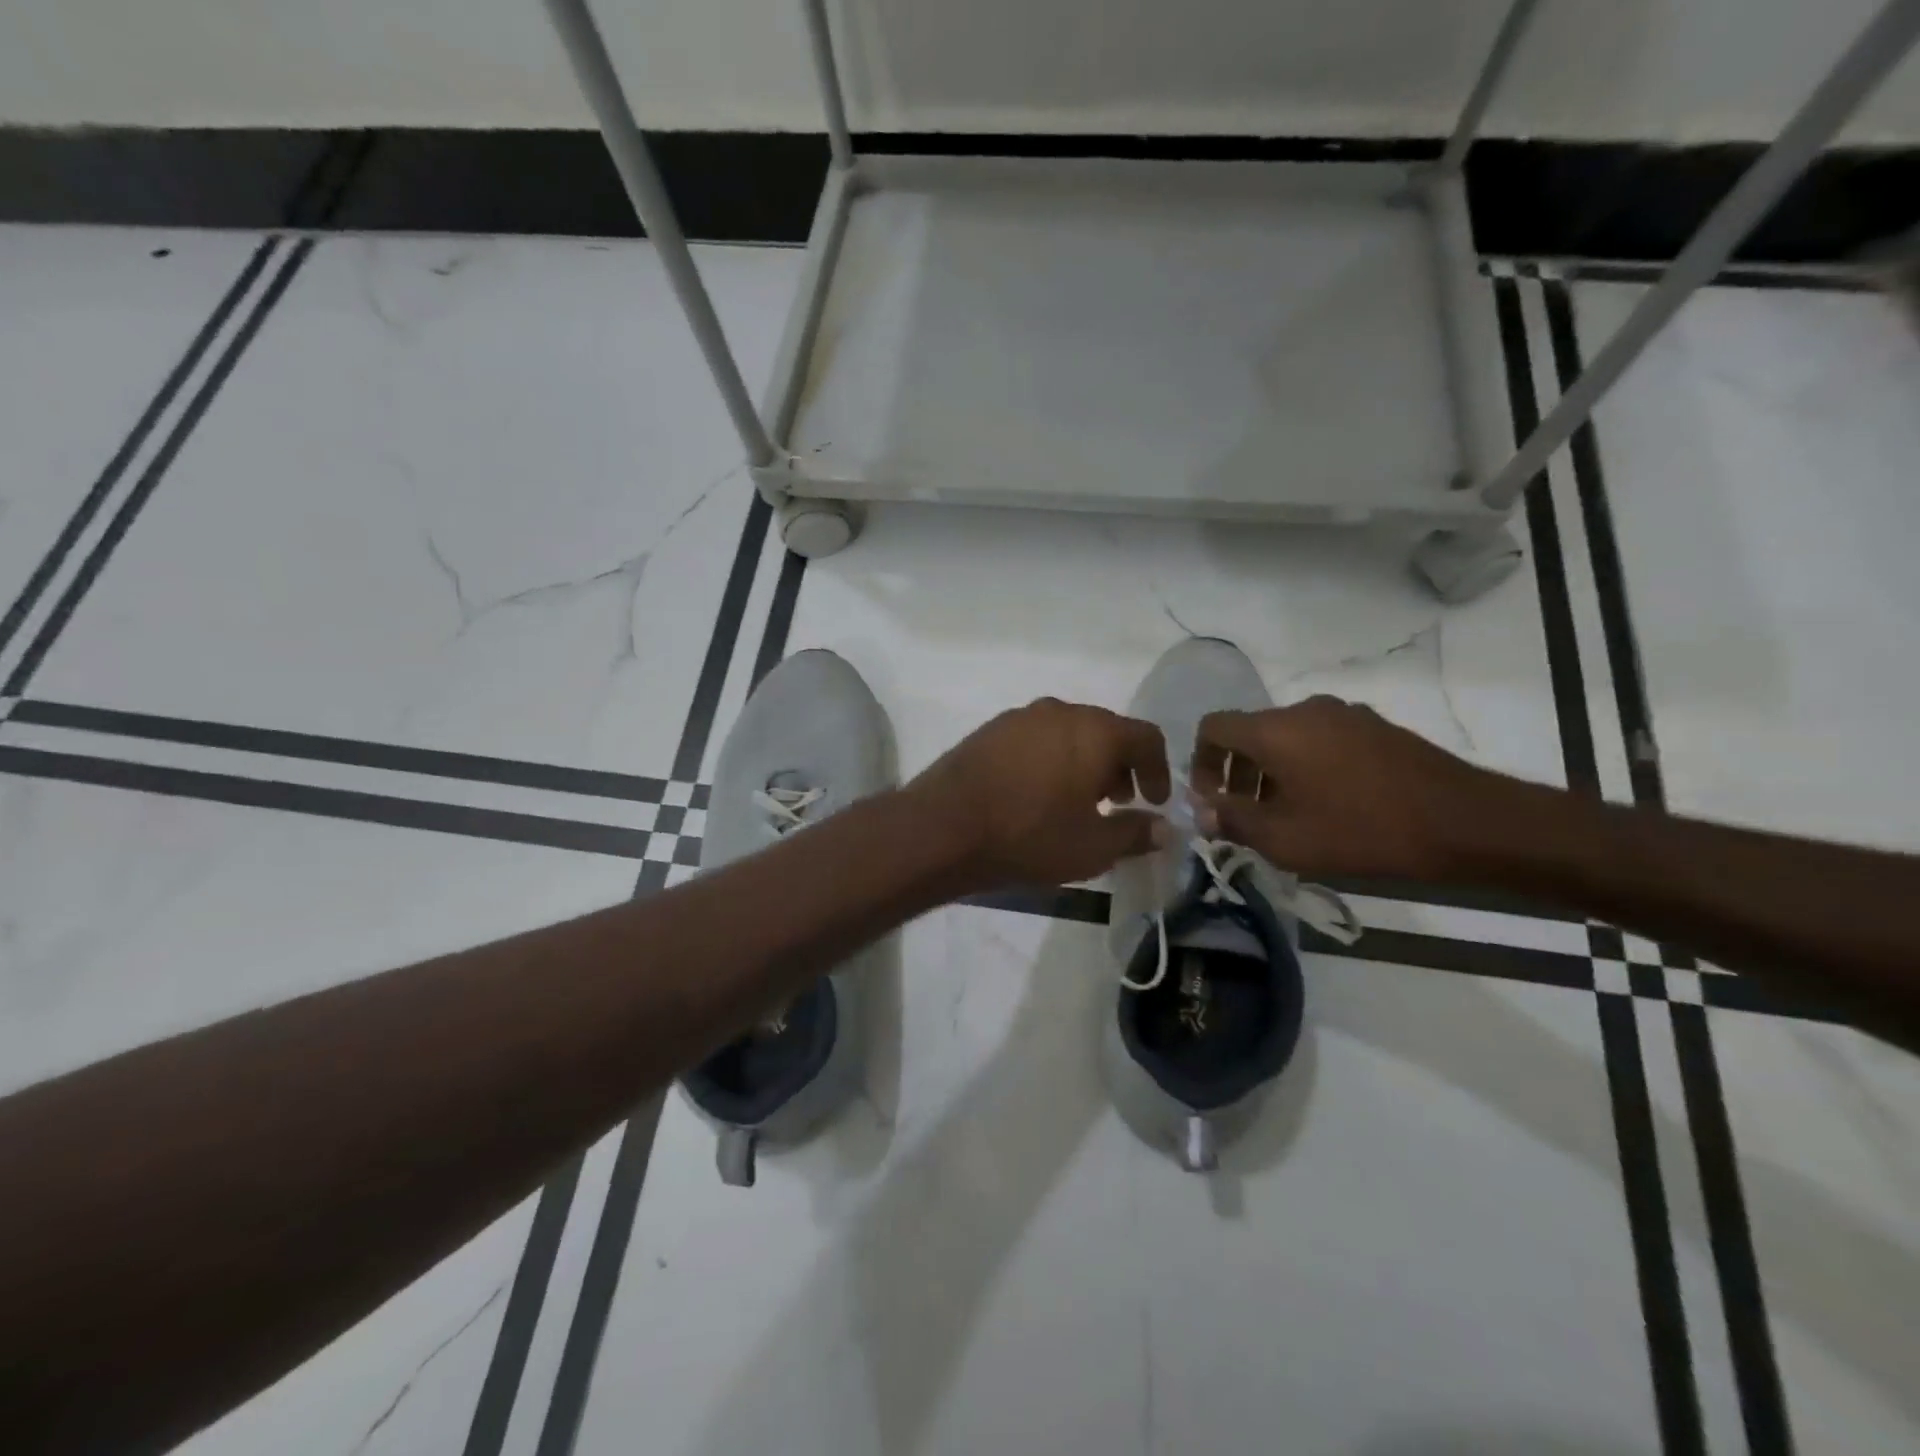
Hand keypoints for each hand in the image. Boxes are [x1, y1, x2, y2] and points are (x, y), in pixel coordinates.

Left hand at [909, 698, 1172, 889]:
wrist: (943, 827)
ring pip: (1069, 733)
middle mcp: (1060, 711)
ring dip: (1084, 763)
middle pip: (1106, 731)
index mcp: (1095, 731)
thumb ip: (1135, 833)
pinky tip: (1037, 794)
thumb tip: (1163, 828)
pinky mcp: (989, 730)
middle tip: (1117, 803)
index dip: (1159, 770)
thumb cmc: (1029, 835)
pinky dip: (1051, 760)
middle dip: (1120, 766)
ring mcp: (1020, 717)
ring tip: (1077, 802)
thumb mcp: (1093, 847)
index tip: (1155, 801)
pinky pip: (1036, 739)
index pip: (1146, 737)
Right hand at [1193, 696, 1505, 879]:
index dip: (1199, 762)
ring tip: (1285, 816)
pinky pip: (1321, 740)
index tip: (1210, 800)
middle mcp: (1306, 710)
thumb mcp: (1285, 838)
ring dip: (1272, 772)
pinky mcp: (1375, 728)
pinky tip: (1327, 805)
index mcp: (1276, 730)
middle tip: (1244, 815)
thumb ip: (1233, 820)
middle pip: (1250, 732)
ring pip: (1287, 737)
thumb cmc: (1361, 830)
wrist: (1463, 822)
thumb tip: (1202, 812)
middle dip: (1237, 773)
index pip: (1214, 727)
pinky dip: (1306, 766)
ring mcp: (1345, 715)